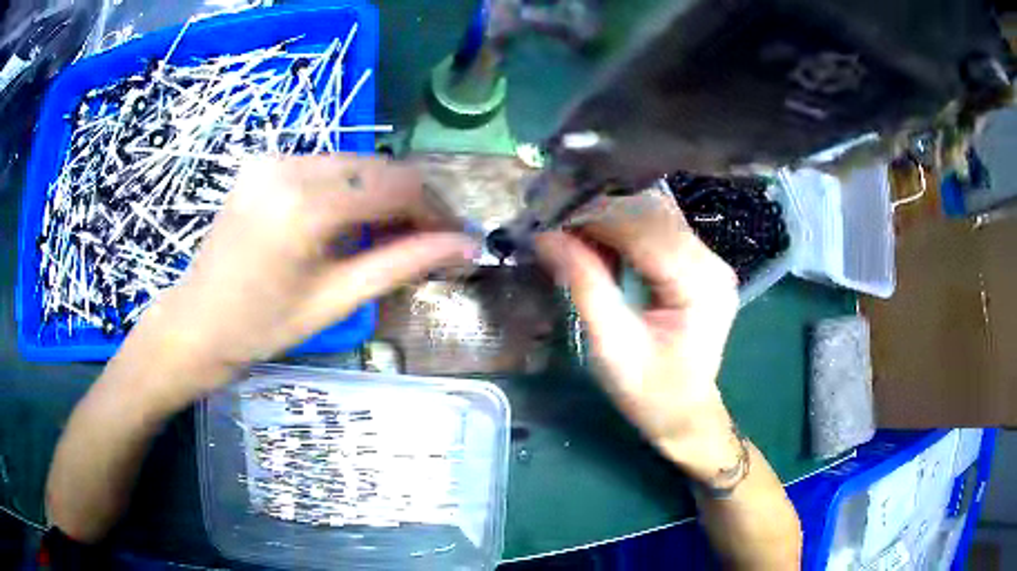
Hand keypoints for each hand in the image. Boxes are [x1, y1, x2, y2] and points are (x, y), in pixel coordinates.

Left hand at [124, 155, 477, 410]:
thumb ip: (403, 263)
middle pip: (378, 167)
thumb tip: (466, 246)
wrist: (197, 322)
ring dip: (382, 195)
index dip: (436, 209)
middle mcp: (290, 166)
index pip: (397, 185)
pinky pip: (326, 167)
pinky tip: (351, 222)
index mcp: (305, 205)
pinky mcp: (264, 163)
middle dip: (412, 202)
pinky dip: (351, 190)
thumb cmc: (263, 326)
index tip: (456, 238)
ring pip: (355, 164)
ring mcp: (274, 160)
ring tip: (390, 236)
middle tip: (427, 241)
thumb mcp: (337, 299)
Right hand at [535, 188, 741, 482]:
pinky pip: (656, 231)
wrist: (685, 414)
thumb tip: (546, 236)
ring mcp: (707, 260)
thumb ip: (585, 286)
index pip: (645, 229)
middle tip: (552, 220)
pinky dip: (621, 231)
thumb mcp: (613, 347)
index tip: (548, 215)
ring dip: (608, 218)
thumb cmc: (652, 393)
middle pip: (652, 214)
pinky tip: (594, 241)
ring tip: (567, 229)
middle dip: (599, 212)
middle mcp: (711, 262)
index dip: (595, 216)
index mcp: (700, 283)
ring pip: (653, 216)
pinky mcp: (696, 264)